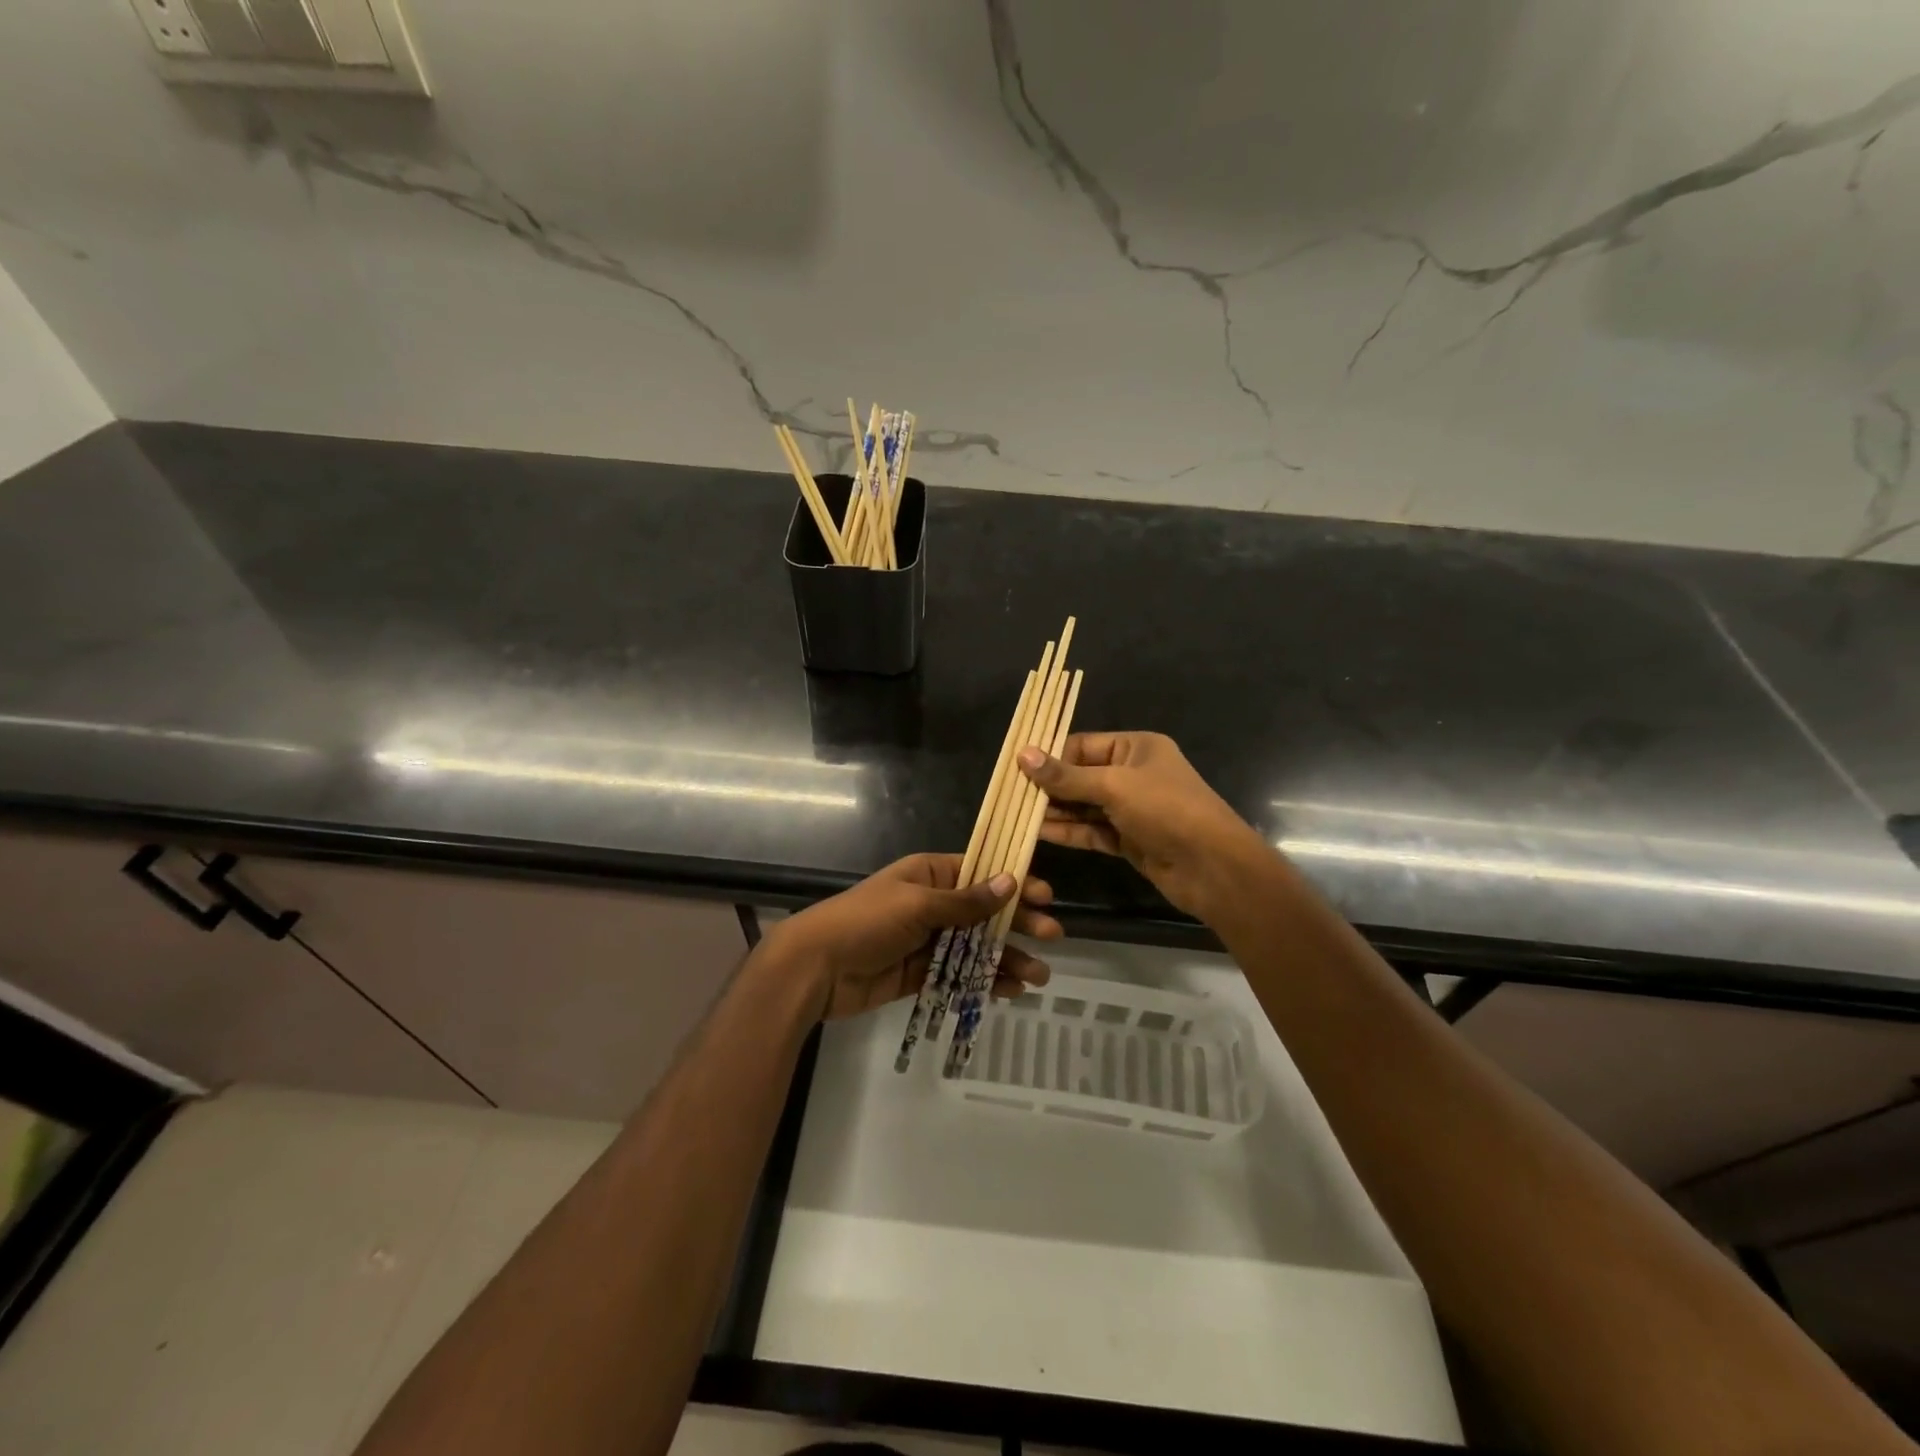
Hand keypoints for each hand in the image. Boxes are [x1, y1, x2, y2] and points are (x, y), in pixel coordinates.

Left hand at [765, 853, 1060, 1020]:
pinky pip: (959, 974)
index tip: (1045, 896)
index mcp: (929, 874)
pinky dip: (983, 981)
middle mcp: (931, 903)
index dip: (1013, 883)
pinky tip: (1009, 990)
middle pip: (984, 912)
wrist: (815, 968)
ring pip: (975, 946)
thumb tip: (1010, 882)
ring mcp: (926, 940)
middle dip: (1018, 924)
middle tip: (1053, 936)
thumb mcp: (917, 904)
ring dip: (1006, 958)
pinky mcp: (920, 973)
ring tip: (1038, 976)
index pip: (981, 873)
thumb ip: (965, 901)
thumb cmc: (866, 922)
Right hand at [1017, 732, 1268, 920]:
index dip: (1051, 756)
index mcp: (1136, 747)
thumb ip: (1066, 776)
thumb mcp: (1114, 785)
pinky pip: (1091, 830)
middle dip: (1049, 786)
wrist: (1212, 867)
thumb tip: (1023, 755)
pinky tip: (1038, 832)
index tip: (1018, 769)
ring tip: (1017, 814)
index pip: (1082, 745)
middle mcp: (1133, 774)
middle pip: (1081, 775)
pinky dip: (1068, 831)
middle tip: (1011, 795)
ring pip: (1084, 806)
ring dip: (1054, 811)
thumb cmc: (1166, 810)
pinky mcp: (1128, 839)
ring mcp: (1131, 809)